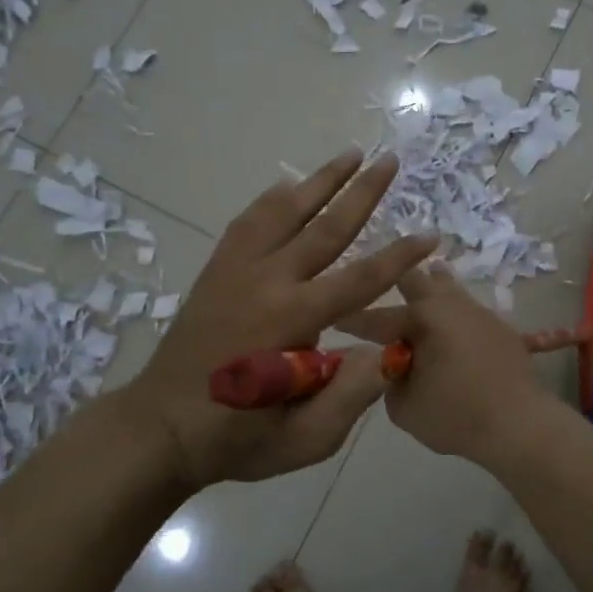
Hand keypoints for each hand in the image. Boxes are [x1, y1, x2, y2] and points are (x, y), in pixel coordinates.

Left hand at [124, 150, 436, 490]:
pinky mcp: (217, 272)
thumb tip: (393, 350)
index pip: (360, 278)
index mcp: (293, 320)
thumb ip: (352, 395)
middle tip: (390, 160)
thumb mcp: (305, 438)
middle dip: (363, 192)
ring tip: (350, 153)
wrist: (160, 428)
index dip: (400, 256)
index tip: (431, 234)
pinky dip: (272, 199)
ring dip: (320, 180)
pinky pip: (248, 222)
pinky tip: (288, 185)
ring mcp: (236, 271)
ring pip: (284, 211)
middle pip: (324, 227)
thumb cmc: (237, 438)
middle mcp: (267, 281)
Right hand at [340, 264, 557, 465]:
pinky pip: (475, 313)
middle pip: (417, 280)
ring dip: (433, 284)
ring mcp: (480, 314)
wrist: (519, 424)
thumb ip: (390, 380)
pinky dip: (461, 312)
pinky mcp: (502, 329)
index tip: (333, 318)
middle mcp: (450, 306)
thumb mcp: (404, 406)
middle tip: (380, 280)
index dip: (351, 320)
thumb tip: (393, 365)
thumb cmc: (455, 415)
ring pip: (450, 287)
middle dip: (395, 279)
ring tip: (426, 275)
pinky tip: (468, 310)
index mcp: (421, 318)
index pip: (376, 318)